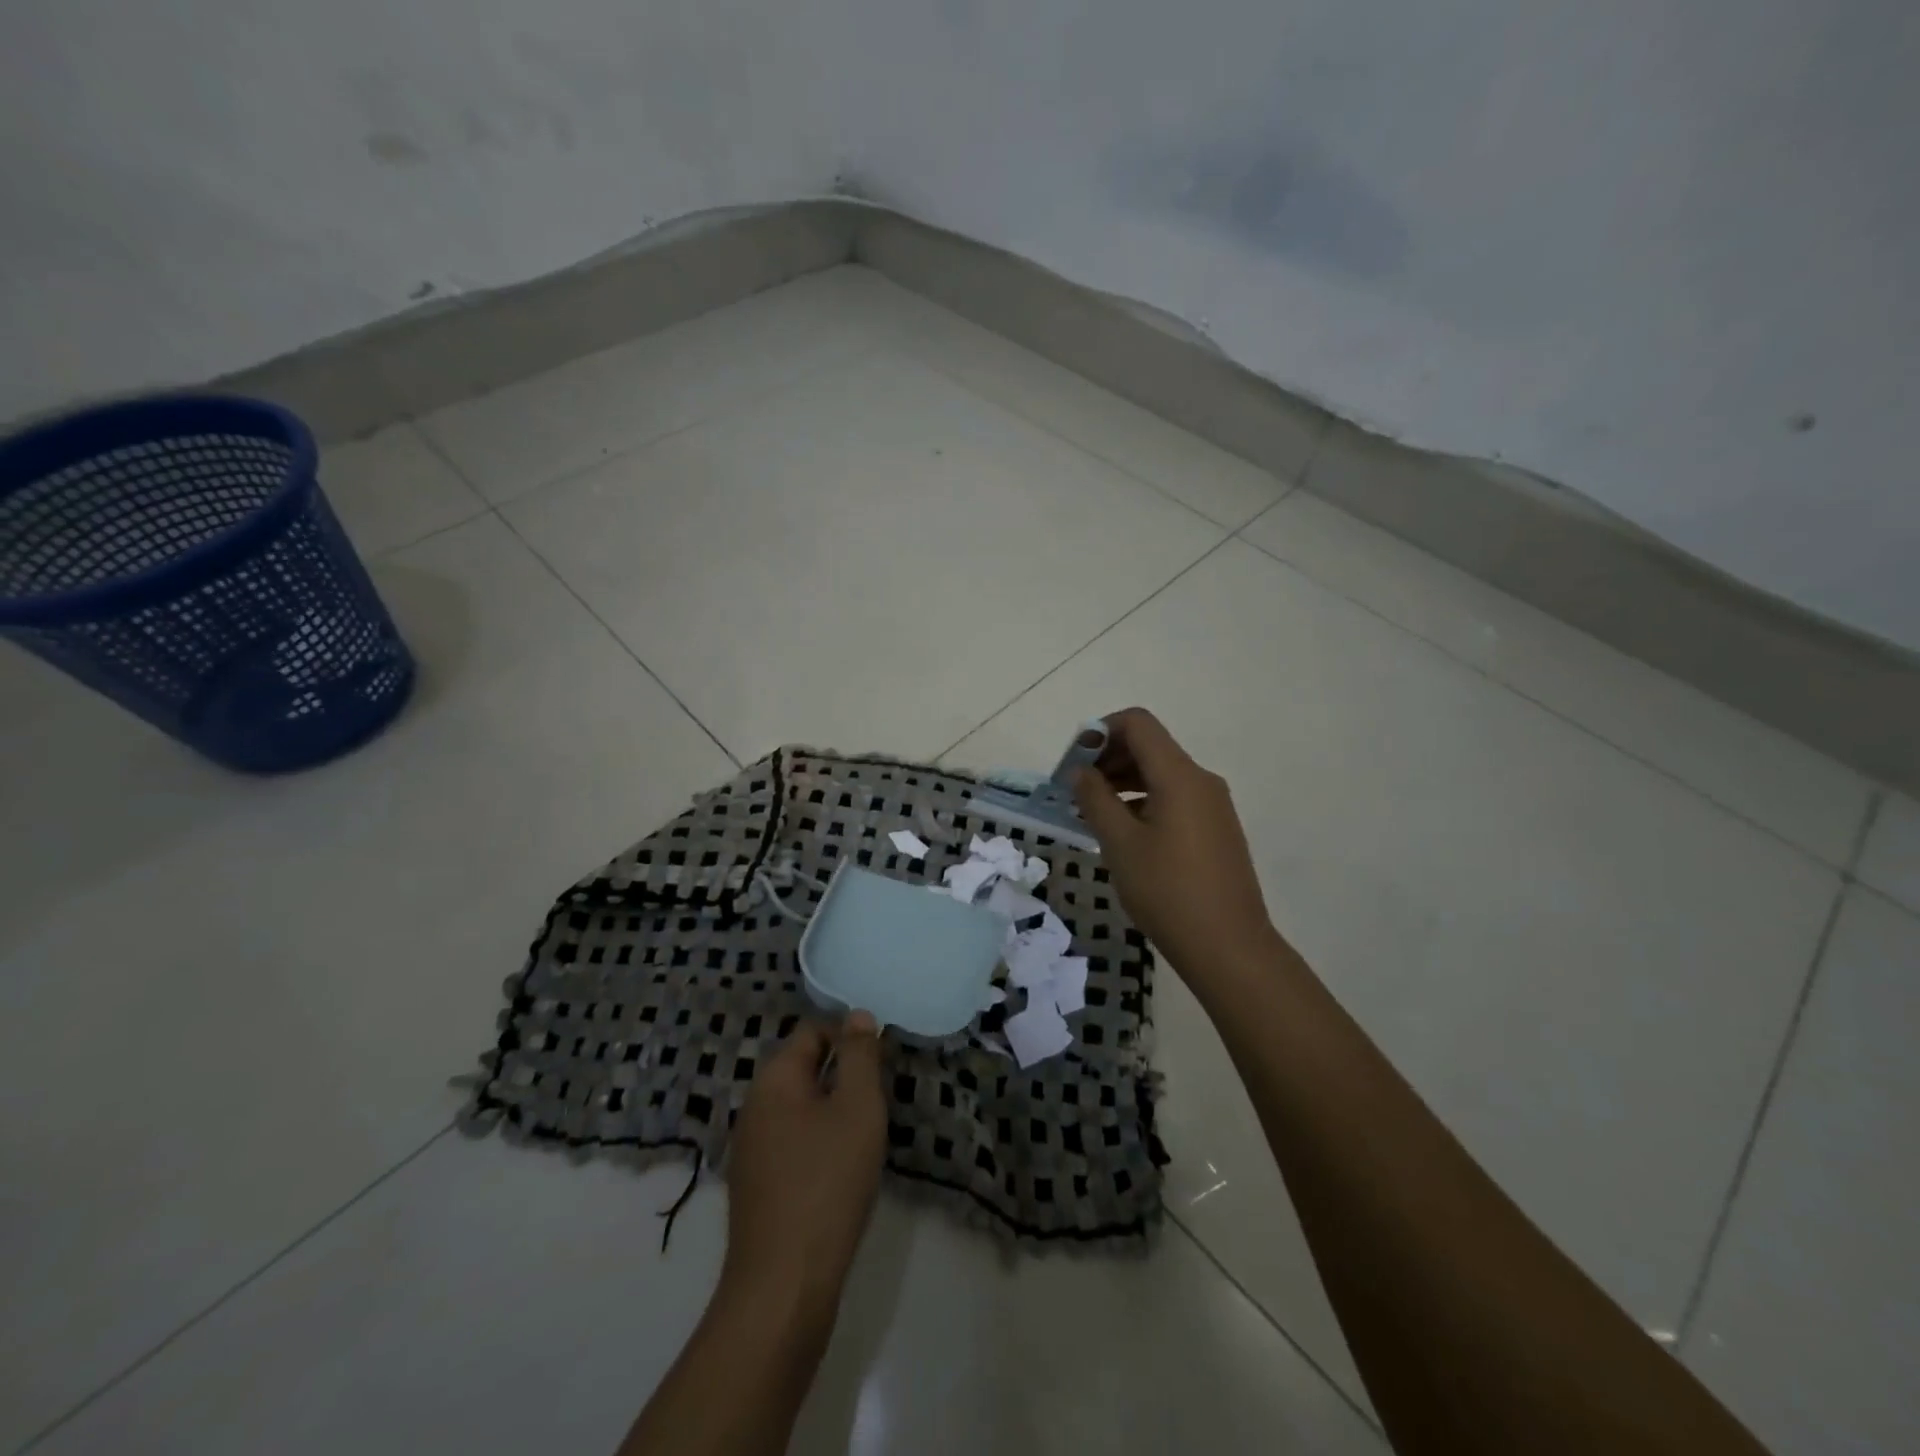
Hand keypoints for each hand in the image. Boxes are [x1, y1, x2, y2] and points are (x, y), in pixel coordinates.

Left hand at [722, 1013, 886, 1329]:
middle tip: (877, 1104)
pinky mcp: (756, 1186)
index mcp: (774, 1079)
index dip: (849, 1039)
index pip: (813, 1032)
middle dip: (843, 1078)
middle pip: (805, 1069)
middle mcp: (754, 1106)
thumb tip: (857, 1015)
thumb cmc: (827, 1182)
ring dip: (833, 1114)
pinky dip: (819, 1146)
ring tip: (865, 1139)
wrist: (784, 1286)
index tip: (880, 1065)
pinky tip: (841, 1174)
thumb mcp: (857, 1107)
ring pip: (801, 1109)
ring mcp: (751, 1149)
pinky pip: (793, 1144)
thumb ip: (860, 1056)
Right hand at [1072, 708, 1278, 985]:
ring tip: (1092, 812)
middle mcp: (1201, 780)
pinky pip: (1174, 798)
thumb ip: (1095, 799)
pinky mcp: (1216, 829)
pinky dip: (1143, 801)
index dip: (1100, 731)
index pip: (1138, 723)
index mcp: (1179, 775)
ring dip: (1124, 781)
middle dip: (1108, 757)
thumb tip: (1079, 771)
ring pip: (1162, 774)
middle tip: (1075, 788)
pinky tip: (1123, 832)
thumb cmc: (1167, 891)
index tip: (1074, 761)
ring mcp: (1213, 805)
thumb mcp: (1120, 843)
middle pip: (1150, 746)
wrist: (1229, 946)